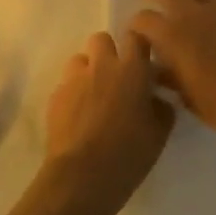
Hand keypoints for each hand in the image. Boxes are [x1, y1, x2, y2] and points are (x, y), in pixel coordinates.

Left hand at [40, 31, 175, 214]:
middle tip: (117, 78)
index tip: (143, 61)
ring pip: (80, 59)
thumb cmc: (128, 154)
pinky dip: (73, 93)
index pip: (136, 37)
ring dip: (88, 71)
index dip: (139, 46)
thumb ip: (161, 108)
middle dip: (109, 52)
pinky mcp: (55, 96)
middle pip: (102, 39)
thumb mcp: (159, 134)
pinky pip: (66, 84)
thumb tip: (155, 98)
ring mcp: (74, 79)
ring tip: (94, 96)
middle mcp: (101, 65)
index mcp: (131, 70)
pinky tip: (78, 116)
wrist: (81, 177)